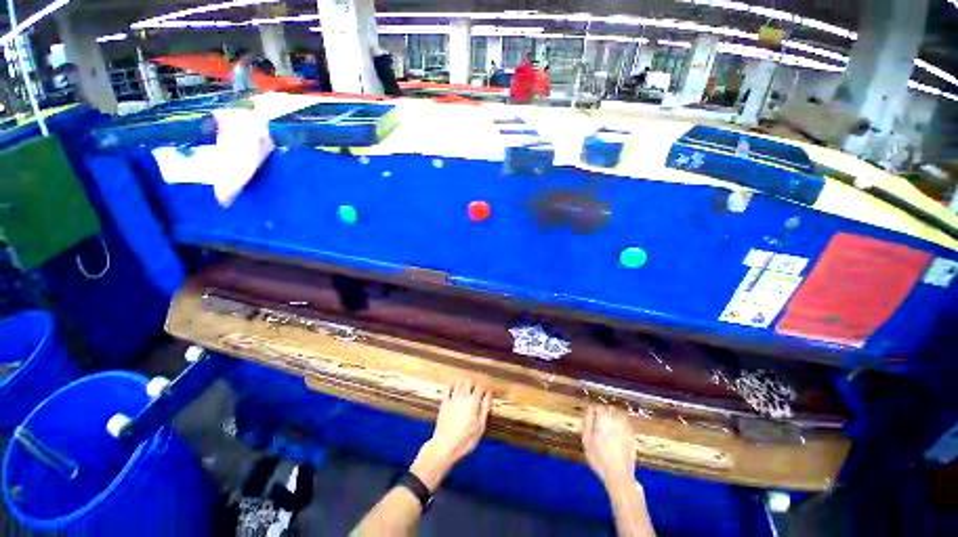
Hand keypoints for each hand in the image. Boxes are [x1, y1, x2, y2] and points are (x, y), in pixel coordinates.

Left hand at [410, 379, 491, 490]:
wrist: (445, 446)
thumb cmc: (465, 439)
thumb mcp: (480, 426)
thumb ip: (485, 408)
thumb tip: (488, 394)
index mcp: (473, 402)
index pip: (480, 387)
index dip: (484, 389)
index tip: (485, 394)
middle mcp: (463, 396)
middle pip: (469, 381)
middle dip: (474, 385)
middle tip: (476, 393)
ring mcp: (452, 398)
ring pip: (459, 383)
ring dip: (464, 384)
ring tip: (467, 391)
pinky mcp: (444, 402)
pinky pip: (448, 388)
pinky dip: (452, 386)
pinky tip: (455, 390)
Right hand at [582, 405, 636, 485]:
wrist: (618, 475)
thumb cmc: (599, 458)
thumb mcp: (586, 439)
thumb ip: (587, 421)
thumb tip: (588, 409)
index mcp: (604, 419)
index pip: (598, 406)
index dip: (593, 410)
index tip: (590, 416)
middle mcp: (617, 421)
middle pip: (610, 409)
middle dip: (604, 411)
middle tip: (598, 420)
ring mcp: (627, 429)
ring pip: (620, 415)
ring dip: (614, 416)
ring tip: (608, 425)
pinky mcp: (633, 438)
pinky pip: (627, 425)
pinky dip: (622, 425)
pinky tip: (618, 432)